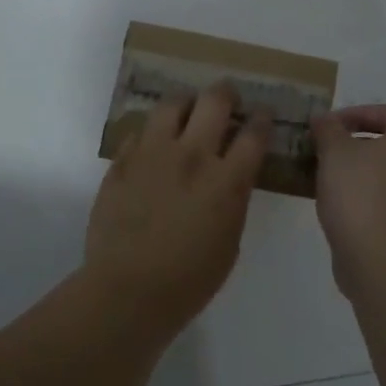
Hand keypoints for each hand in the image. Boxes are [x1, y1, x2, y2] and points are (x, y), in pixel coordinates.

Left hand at [84, 84, 270, 338]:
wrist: (127, 291)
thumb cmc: (189, 280)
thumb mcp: (229, 241)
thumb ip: (233, 198)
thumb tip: (232, 173)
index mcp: (225, 180)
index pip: (253, 133)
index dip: (262, 118)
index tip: (263, 113)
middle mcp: (191, 155)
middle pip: (214, 101)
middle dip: (226, 94)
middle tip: (227, 100)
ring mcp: (152, 153)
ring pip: (172, 104)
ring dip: (186, 104)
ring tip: (187, 112)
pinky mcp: (122, 160)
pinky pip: (140, 130)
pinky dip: (153, 132)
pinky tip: (155, 145)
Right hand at [312, 105, 385, 295]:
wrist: (380, 261)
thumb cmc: (359, 195)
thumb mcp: (334, 152)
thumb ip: (328, 129)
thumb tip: (323, 119)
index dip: (357, 112)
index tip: (329, 125)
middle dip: (353, 142)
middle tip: (324, 149)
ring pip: (384, 173)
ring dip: (356, 170)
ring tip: (324, 176)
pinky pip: (384, 199)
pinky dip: (362, 195)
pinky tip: (336, 204)